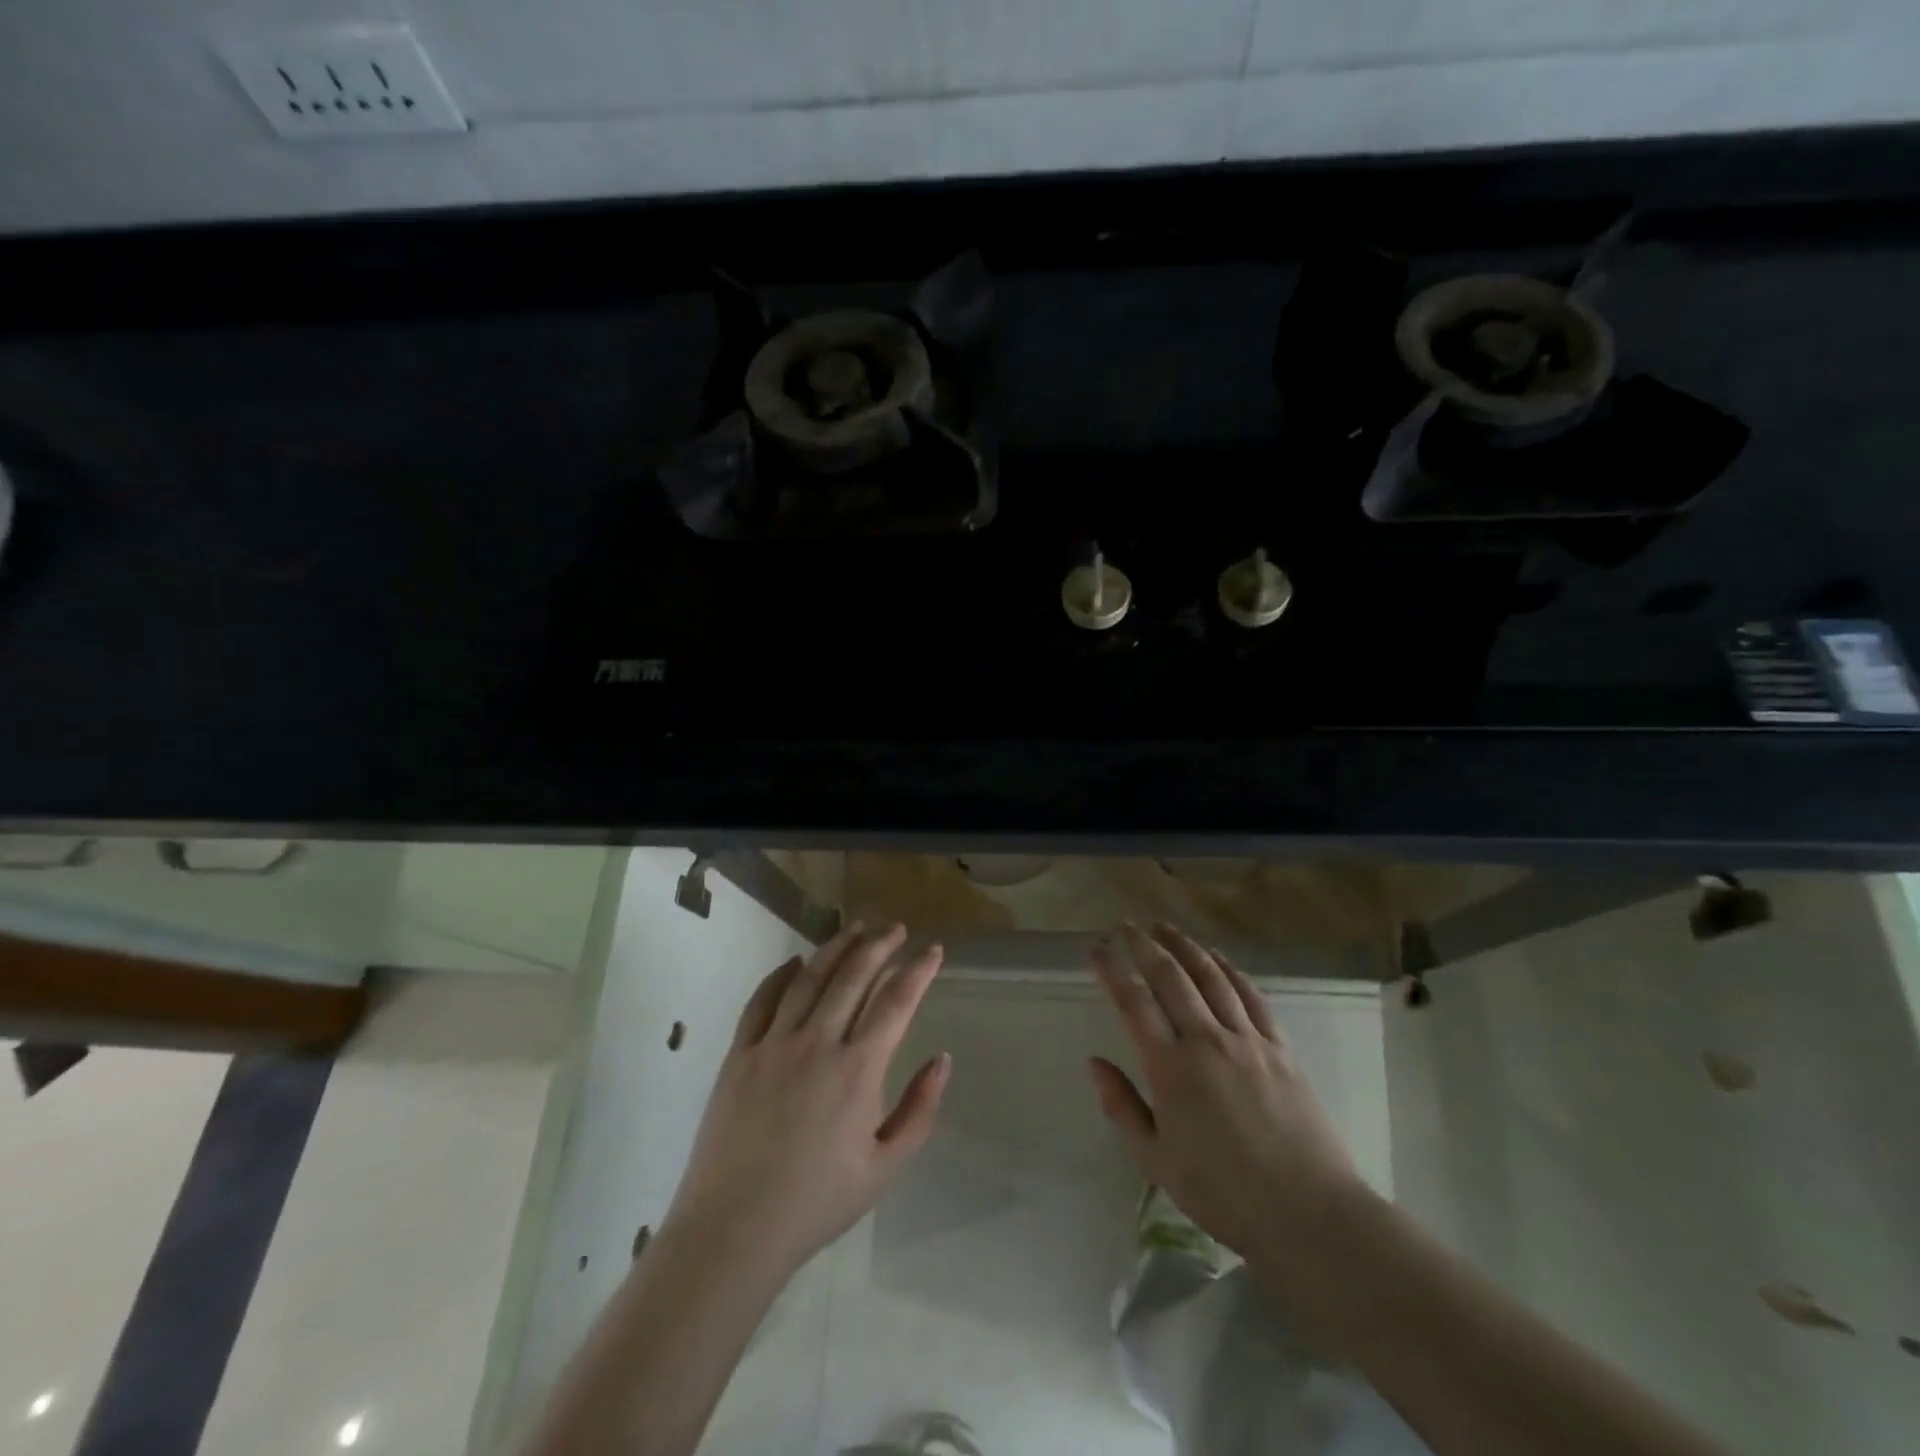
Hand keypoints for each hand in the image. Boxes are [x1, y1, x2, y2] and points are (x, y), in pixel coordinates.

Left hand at [662, 923, 949, 1279]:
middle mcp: (817, 1044)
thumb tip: (942, 1059)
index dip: (919, 970)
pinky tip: (795, 962)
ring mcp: (773, 1044)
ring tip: (856, 928)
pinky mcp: (739, 1053)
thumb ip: (919, 1111)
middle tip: (896, 929)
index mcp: (857, 1071)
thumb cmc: (816, 1203)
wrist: (733, 1232)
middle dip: (880, 946)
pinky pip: (762, 999)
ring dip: (837, 947)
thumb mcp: (885, 1168)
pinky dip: (781, 975)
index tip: (934, 950)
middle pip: (854, 976)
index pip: (896, 1002)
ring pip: (810, 977)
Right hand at [1089, 922, 1365, 1259]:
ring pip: (1210, 977)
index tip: (1096, 949)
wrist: (1309, 1213)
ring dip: (1184, 946)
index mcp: (1170, 1068)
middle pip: (1170, 977)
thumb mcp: (1157, 1161)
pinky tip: (1217, 958)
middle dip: (1144, 946)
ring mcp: (1247, 1040)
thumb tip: (1094, 1063)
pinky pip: (1251, 996)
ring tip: (1165, 927)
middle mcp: (1206, 1041)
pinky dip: (1229, 969)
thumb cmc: (1224, 1194)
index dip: (1111, 971)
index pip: (1133, 1003)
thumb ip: (1122, 1107)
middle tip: (1127, 925)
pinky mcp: (1279, 1048)